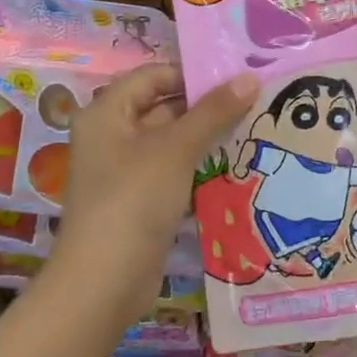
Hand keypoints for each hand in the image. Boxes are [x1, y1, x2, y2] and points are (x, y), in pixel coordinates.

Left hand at [52, 65, 257, 325]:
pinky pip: (172, 169)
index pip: (153, 76)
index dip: (191, 73)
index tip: (235, 76)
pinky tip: (233, 161)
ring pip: (170, 140)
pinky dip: (197, 164)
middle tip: (253, 99)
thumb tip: (251, 77)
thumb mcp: (176, 149)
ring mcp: (124, 169)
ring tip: (252, 125)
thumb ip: (214, 111)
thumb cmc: (133, 200)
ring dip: (205, 135)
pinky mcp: (139, 199)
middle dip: (204, 105)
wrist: (104, 283)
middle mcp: (111, 135)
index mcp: (107, 112)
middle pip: (162, 106)